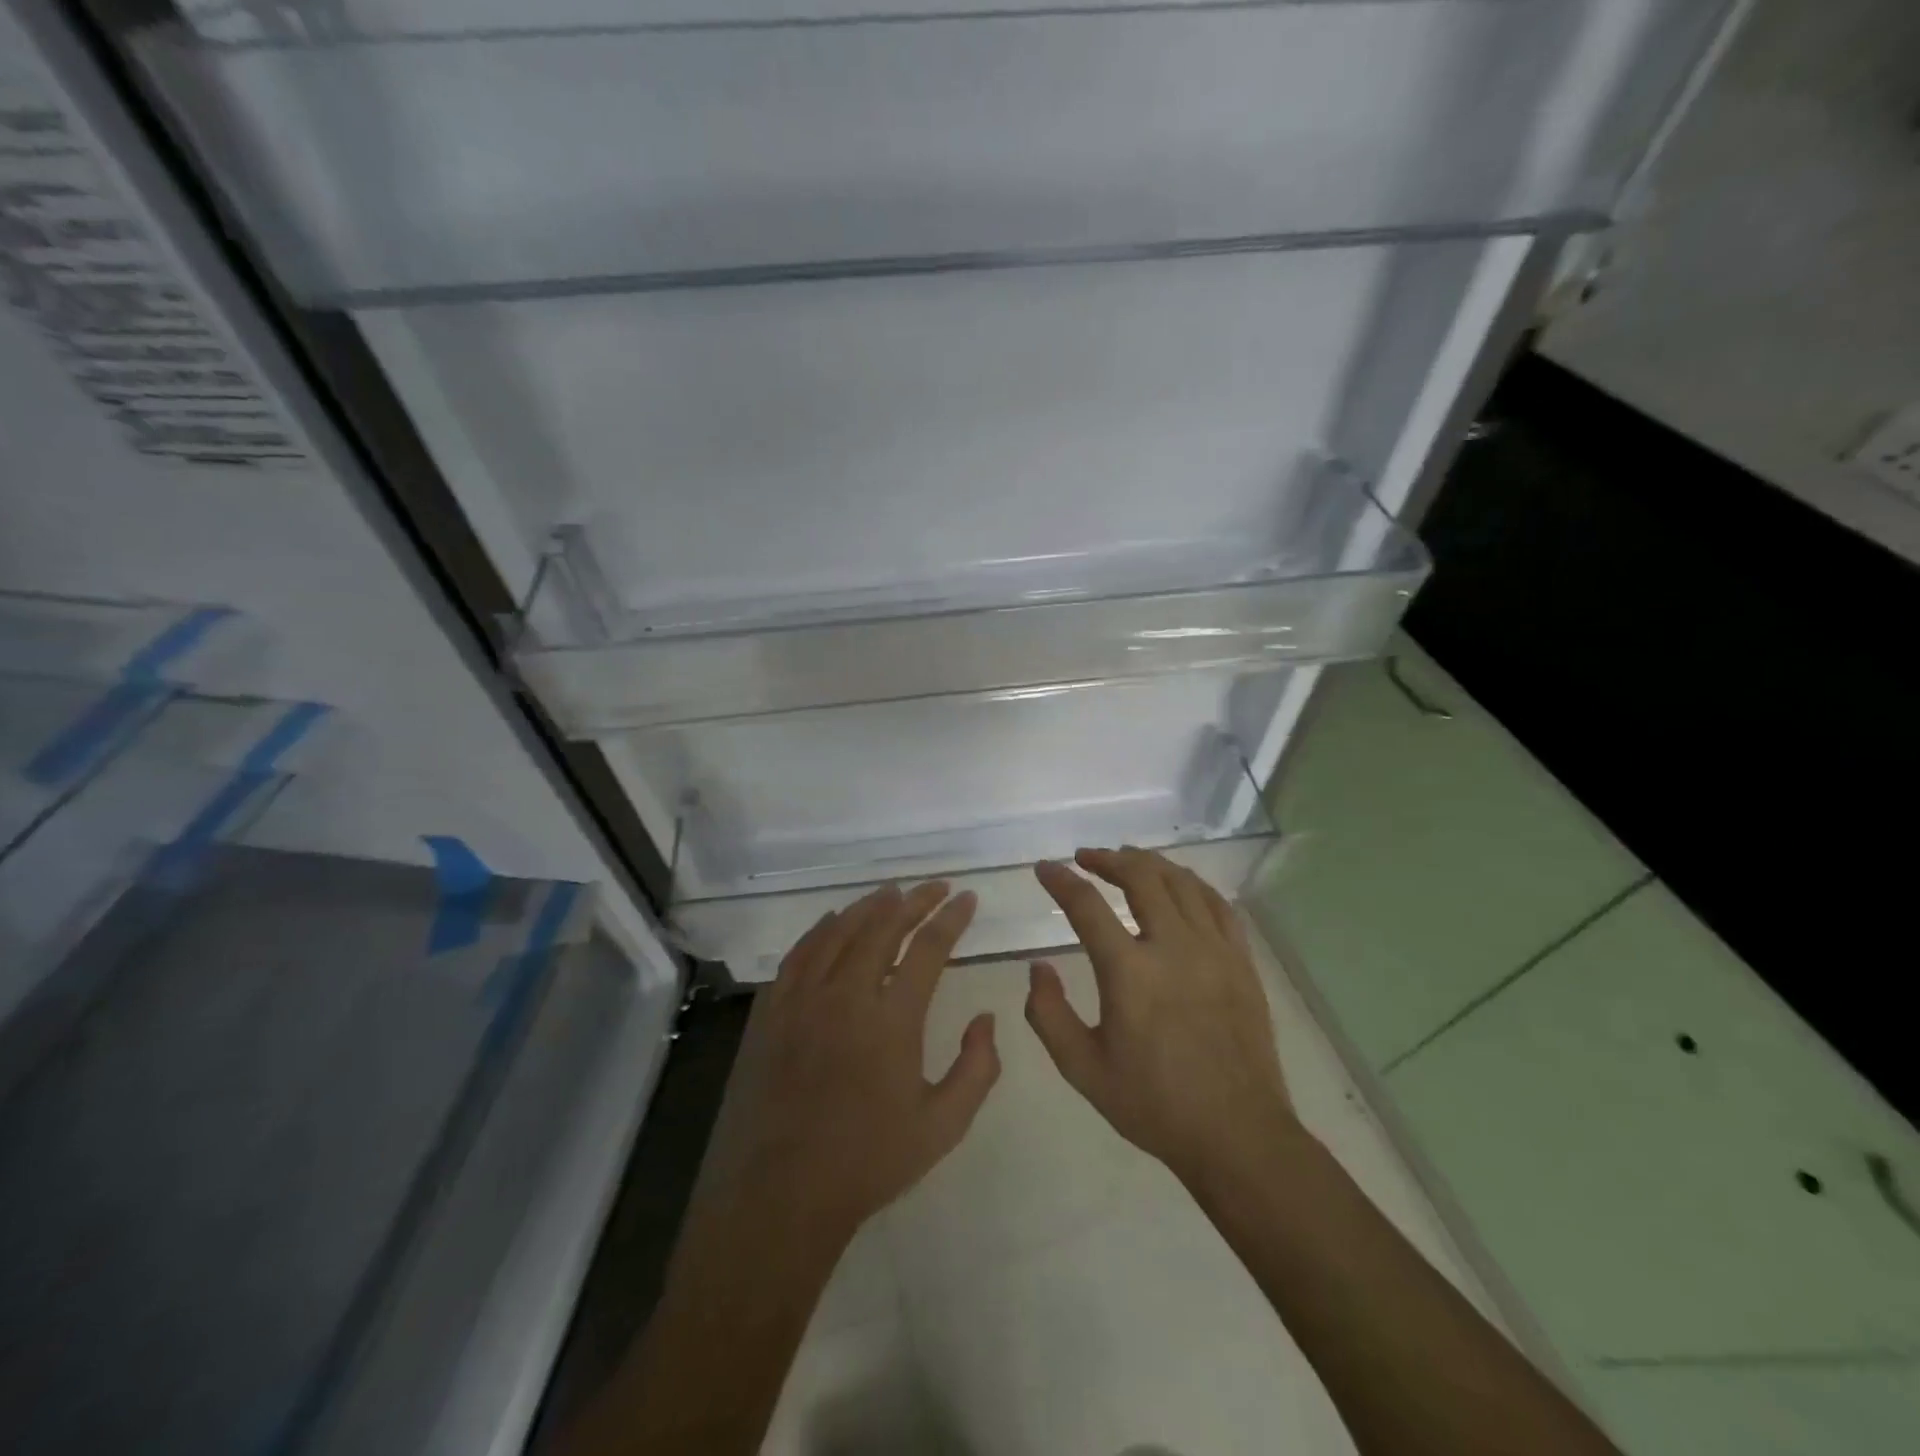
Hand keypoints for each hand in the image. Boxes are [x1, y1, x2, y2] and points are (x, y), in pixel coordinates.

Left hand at [696, 882, 999, 1247]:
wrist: (781, 1195)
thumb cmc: (868, 1161)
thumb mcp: (942, 1126)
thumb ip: (977, 1068)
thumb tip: (986, 1018)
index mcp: (892, 1019)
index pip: (928, 949)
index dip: (951, 919)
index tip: (967, 899)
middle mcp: (846, 995)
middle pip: (883, 928)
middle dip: (915, 901)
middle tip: (935, 887)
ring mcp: (802, 1000)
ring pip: (839, 932)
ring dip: (868, 907)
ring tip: (890, 893)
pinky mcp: (770, 1012)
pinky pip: (799, 954)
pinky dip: (821, 930)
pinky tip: (832, 922)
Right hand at [1026, 848, 1296, 1186]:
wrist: (1237, 1135)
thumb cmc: (1154, 1104)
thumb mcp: (1083, 1070)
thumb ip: (1048, 1015)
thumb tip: (1038, 968)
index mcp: (1129, 972)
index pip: (1086, 905)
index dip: (1060, 880)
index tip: (1044, 867)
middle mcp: (1173, 947)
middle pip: (1140, 876)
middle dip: (1108, 859)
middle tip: (1086, 857)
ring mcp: (1214, 950)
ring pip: (1182, 882)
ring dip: (1149, 864)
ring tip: (1128, 862)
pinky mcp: (1242, 962)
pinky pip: (1218, 905)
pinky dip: (1192, 885)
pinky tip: (1180, 887)